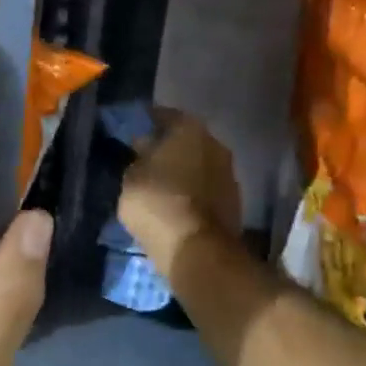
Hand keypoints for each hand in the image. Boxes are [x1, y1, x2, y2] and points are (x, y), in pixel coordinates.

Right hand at [118, 109, 242, 270]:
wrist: (198, 250)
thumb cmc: (158, 203)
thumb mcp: (131, 178)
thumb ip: (137, 158)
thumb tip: (144, 147)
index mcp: (189, 128)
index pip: (163, 116)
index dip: (146, 124)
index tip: (132, 134)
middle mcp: (215, 143)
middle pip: (186, 140)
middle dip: (167, 149)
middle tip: (145, 161)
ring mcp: (229, 173)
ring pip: (198, 165)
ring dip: (182, 172)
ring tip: (160, 186)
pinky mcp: (234, 202)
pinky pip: (206, 189)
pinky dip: (192, 193)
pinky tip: (176, 204)